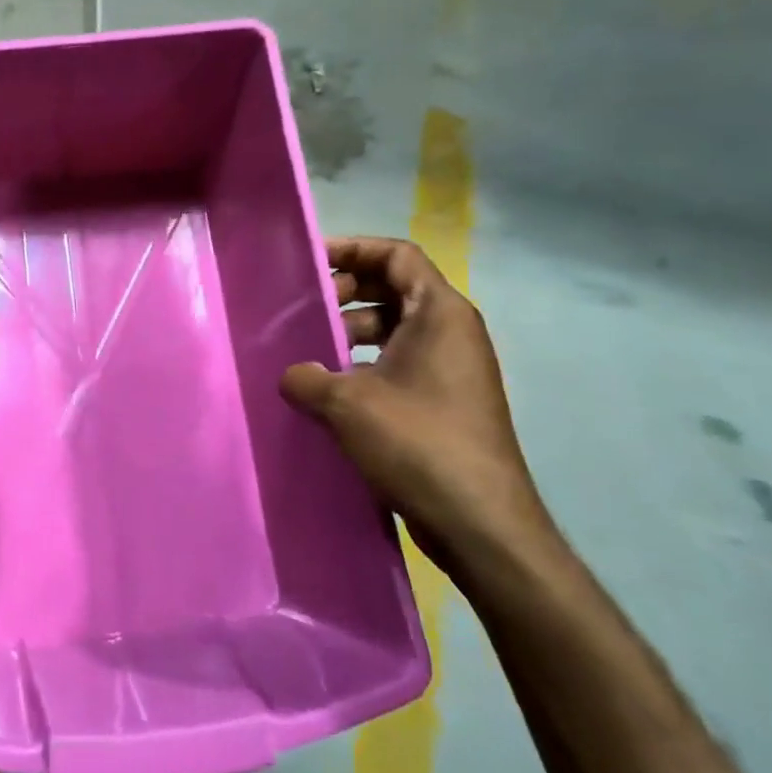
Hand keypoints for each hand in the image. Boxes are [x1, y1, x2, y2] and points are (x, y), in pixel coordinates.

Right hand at [280, 237, 555, 577]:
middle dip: (347, 292)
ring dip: (351, 332)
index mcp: (440, 313)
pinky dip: (365, 365)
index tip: (311, 263)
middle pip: (395, 288)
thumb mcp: (347, 402)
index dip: (353, 249)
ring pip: (395, 329)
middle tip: (306, 310)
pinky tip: (331, 392)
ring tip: (311, 354)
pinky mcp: (445, 403)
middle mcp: (452, 333)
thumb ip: (307, 377)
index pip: (397, 255)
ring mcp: (452, 369)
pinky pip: (399, 363)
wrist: (479, 523)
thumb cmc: (418, 442)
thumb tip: (291, 374)